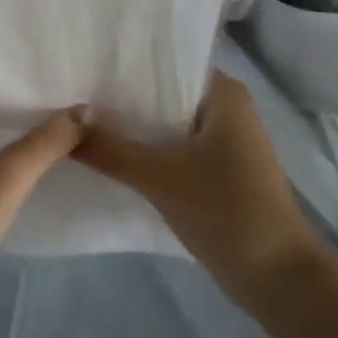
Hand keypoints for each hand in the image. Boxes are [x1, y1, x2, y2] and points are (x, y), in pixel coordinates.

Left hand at [0, 66, 82, 290]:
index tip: (52, 40)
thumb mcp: (9, 176)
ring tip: (67, 96)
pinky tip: (44, 139)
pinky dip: (9, 134)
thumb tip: (86, 109)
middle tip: (71, 67)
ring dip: (18, 107)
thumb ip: (50, 139)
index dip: (11, 46)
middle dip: (22, 76)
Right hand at [74, 72, 323, 305]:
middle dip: (120, 97)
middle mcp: (224, 109)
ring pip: (164, 124)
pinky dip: (143, 151)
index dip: (124, 63)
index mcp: (223, 93)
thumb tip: (62, 127)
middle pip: (161, 93)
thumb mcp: (160, 176)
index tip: (81, 64)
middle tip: (69, 94)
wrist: (276, 276)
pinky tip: (105, 154)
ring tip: (77, 121)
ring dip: (130, 127)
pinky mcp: (214, 171)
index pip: (166, 62)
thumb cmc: (227, 210)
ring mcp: (220, 142)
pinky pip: (170, 149)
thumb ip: (109, 149)